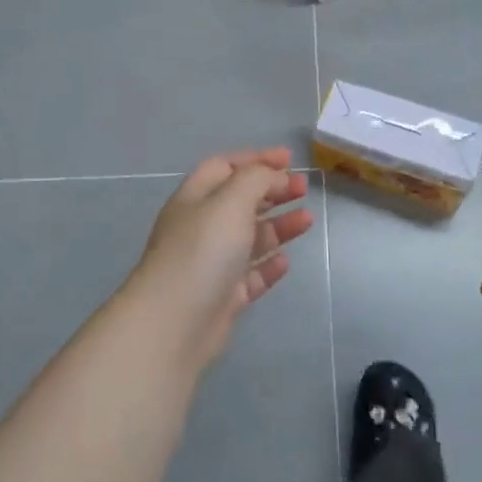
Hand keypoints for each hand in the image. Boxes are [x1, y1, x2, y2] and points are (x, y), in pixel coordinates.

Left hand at [129, 149, 312, 366]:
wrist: (174, 322)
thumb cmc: (202, 250)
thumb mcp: (231, 201)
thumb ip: (256, 179)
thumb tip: (274, 176)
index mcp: (195, 198)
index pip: (225, 167)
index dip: (256, 159)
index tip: (289, 159)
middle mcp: (200, 227)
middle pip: (239, 201)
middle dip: (272, 191)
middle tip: (303, 188)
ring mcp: (211, 264)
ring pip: (249, 238)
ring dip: (278, 225)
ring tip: (307, 220)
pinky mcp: (222, 297)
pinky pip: (250, 275)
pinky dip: (268, 265)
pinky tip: (285, 261)